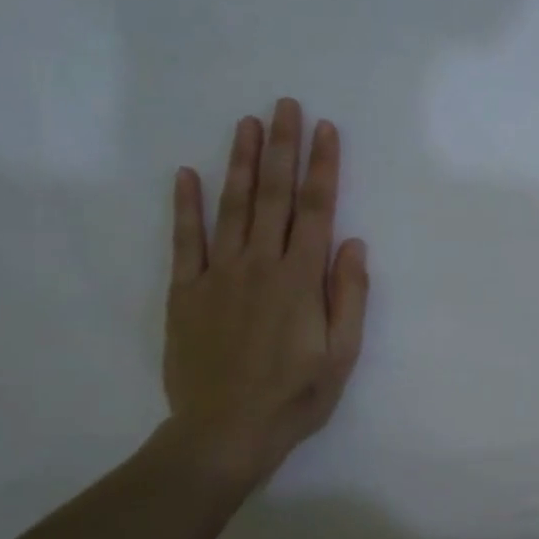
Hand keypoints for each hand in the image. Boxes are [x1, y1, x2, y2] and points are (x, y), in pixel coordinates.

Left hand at [161, 98, 368, 497]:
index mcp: (300, 279)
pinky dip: (185, 206)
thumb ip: (348, 296)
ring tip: (246, 124)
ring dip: (240, 163)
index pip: (317, 210)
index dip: (322, 167)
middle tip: (285, 106)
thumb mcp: (341, 355)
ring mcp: (218, 275)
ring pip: (232, 207)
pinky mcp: (185, 292)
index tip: (325, 130)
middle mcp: (260, 265)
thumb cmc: (294, 397)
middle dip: (282, 148)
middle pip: (274, 196)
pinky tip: (186, 174)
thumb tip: (354, 243)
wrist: (224, 432)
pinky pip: (184, 241)